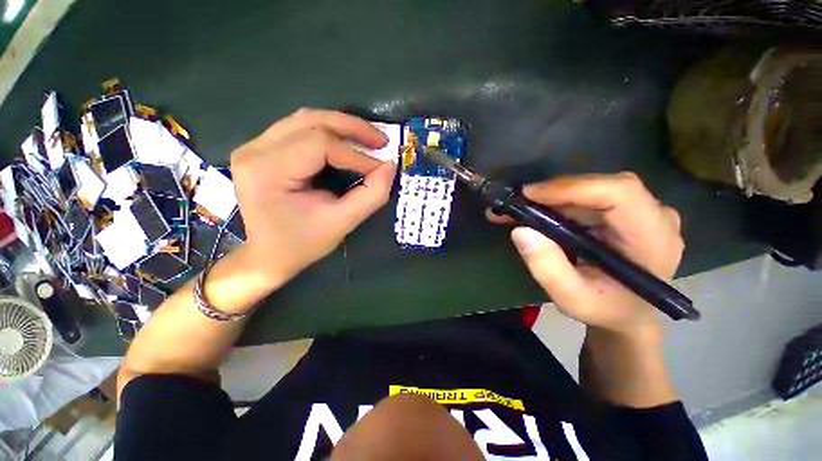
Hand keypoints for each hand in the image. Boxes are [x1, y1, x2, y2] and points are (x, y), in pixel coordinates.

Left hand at [230, 108, 396, 283]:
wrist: (268, 255)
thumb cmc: (302, 244)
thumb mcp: (342, 223)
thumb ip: (371, 195)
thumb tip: (390, 166)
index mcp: (268, 171)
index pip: (320, 145)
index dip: (357, 155)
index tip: (382, 168)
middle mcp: (255, 151)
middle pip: (311, 121)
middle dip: (353, 128)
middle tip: (382, 140)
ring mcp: (254, 146)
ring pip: (306, 119)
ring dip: (342, 126)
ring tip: (368, 139)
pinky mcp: (261, 149)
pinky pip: (299, 128)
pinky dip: (328, 132)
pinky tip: (347, 142)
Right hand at [488, 173, 683, 338]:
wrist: (628, 314)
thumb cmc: (606, 310)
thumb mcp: (572, 299)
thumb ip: (548, 269)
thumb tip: (521, 231)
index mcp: (652, 239)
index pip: (620, 193)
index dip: (572, 187)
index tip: (529, 195)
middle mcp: (653, 216)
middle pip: (600, 187)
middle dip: (553, 193)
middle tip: (516, 204)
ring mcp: (641, 211)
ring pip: (590, 189)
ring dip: (551, 198)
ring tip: (518, 209)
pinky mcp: (624, 211)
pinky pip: (588, 197)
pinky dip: (557, 202)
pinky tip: (535, 212)